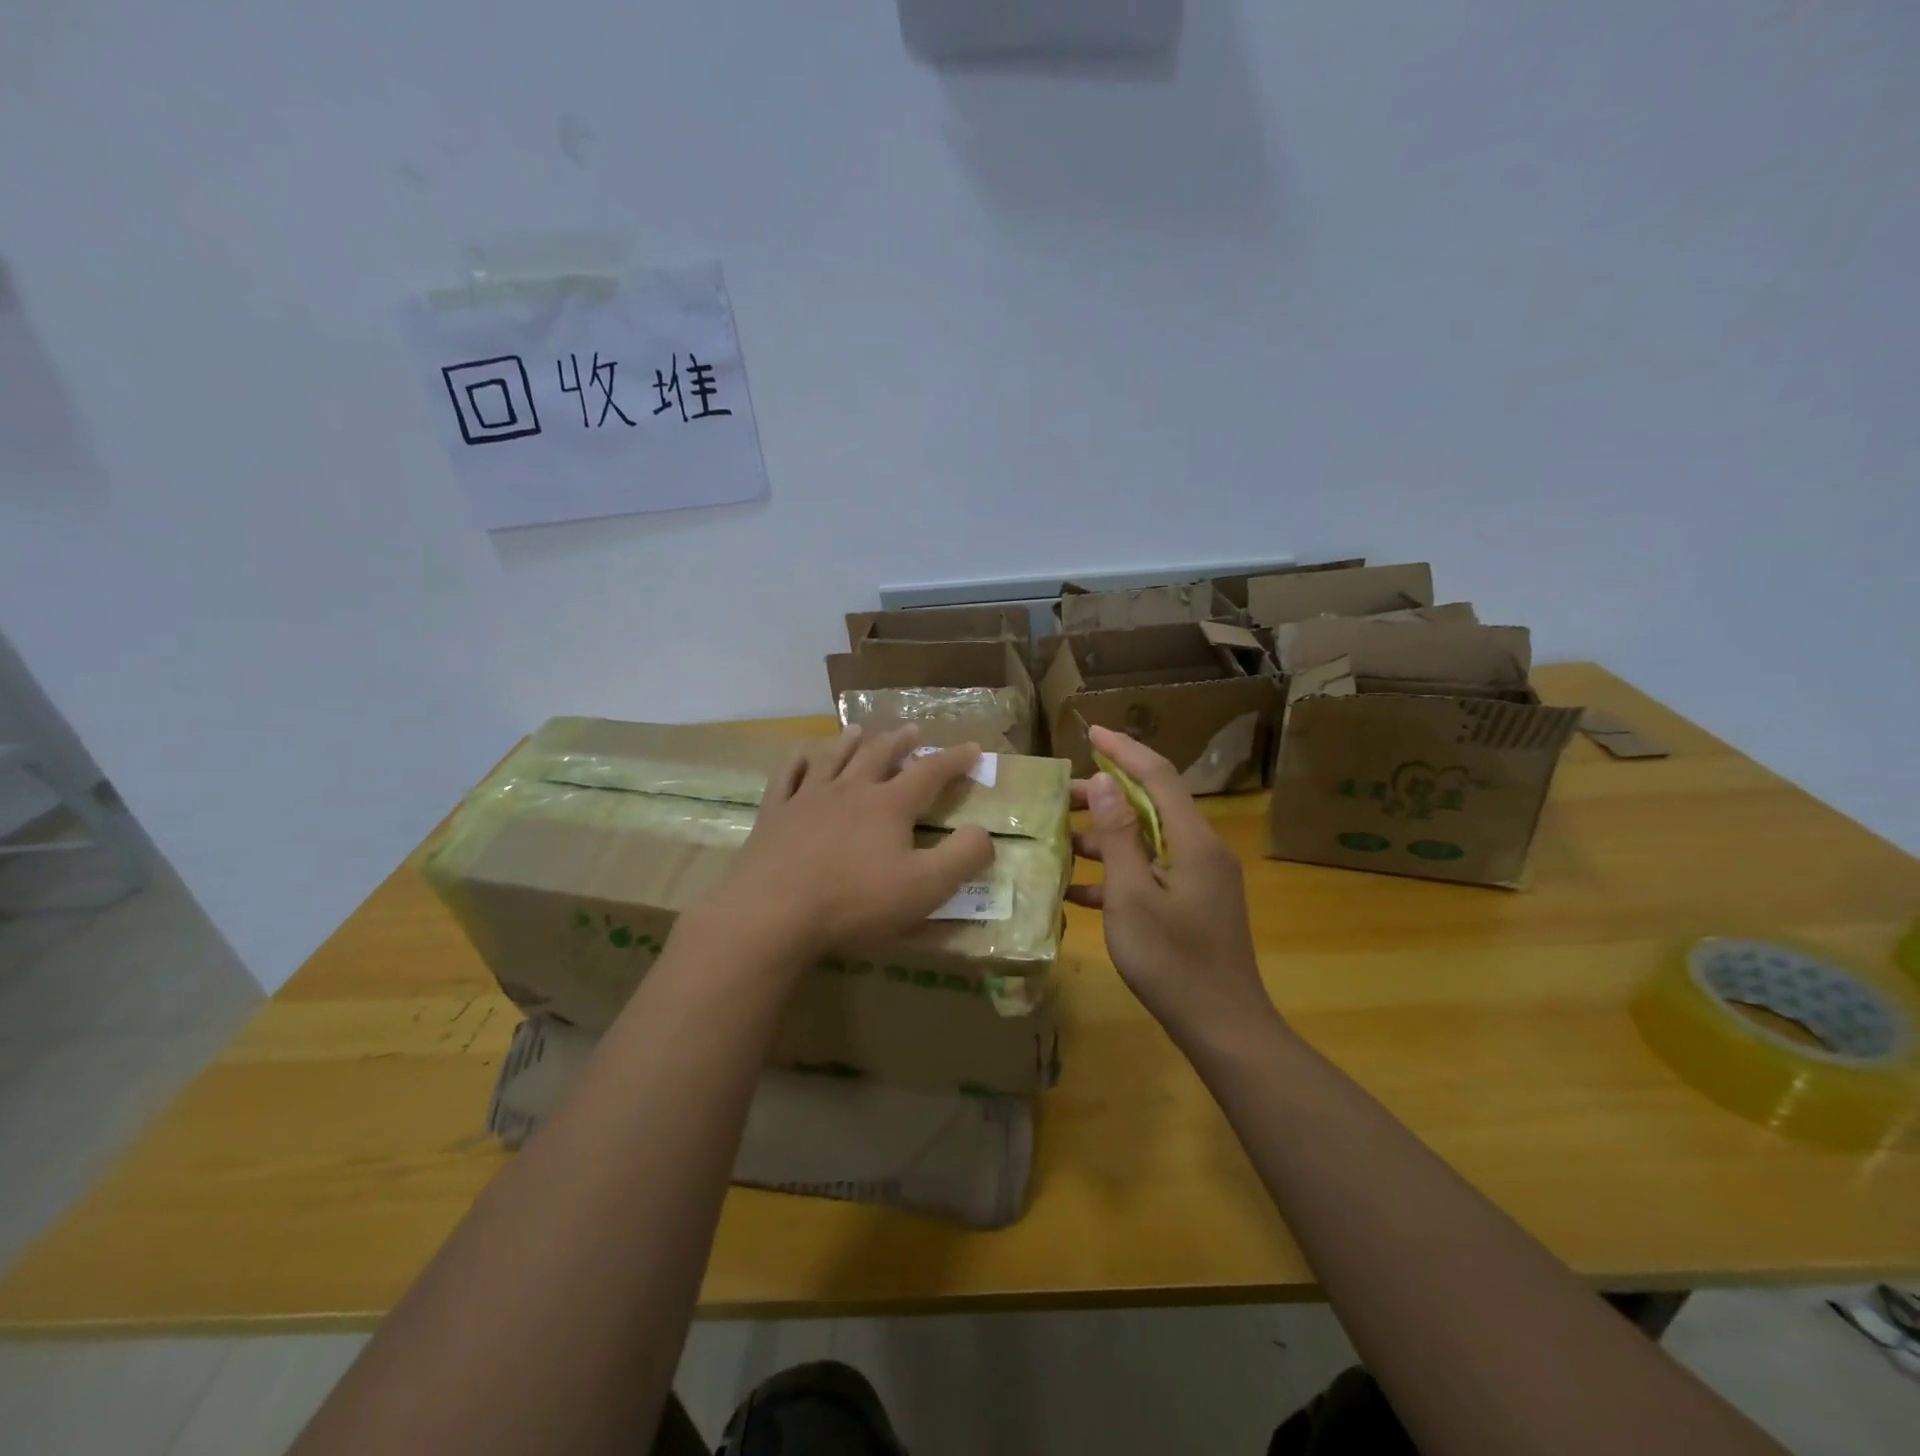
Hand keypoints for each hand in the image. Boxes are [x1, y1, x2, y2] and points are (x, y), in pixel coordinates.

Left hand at [715, 726, 994, 962]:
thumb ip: (963, 857)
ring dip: (850, 742)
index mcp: (889, 805)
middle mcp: (850, 790)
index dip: (954, 759)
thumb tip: (983, 832)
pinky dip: (796, 763)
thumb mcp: (925, 887)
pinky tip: (799, 756)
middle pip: (878, 755)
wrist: (772, 914)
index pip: (930, 772)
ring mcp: (807, 799)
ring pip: (833, 758)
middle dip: (900, 742)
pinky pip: (786, 778)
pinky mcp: (774, 815)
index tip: (972, 747)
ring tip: (859, 730)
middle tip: (912, 730)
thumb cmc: (854, 902)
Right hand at [1067, 725, 1279, 1045]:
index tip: (1091, 734)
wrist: (1223, 1028)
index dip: (1125, 750)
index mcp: (1192, 841)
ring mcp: (1197, 879)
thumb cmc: (1173, 962)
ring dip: (1105, 837)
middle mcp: (1200, 850)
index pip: (1158, 776)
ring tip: (1059, 837)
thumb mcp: (1133, 896)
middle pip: (1151, 806)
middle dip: (1105, 796)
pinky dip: (1116, 874)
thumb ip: (1118, 836)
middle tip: (1059, 797)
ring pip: (1146, 841)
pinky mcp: (1191, 904)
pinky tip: (1075, 889)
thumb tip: (1104, 782)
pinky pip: (1149, 874)